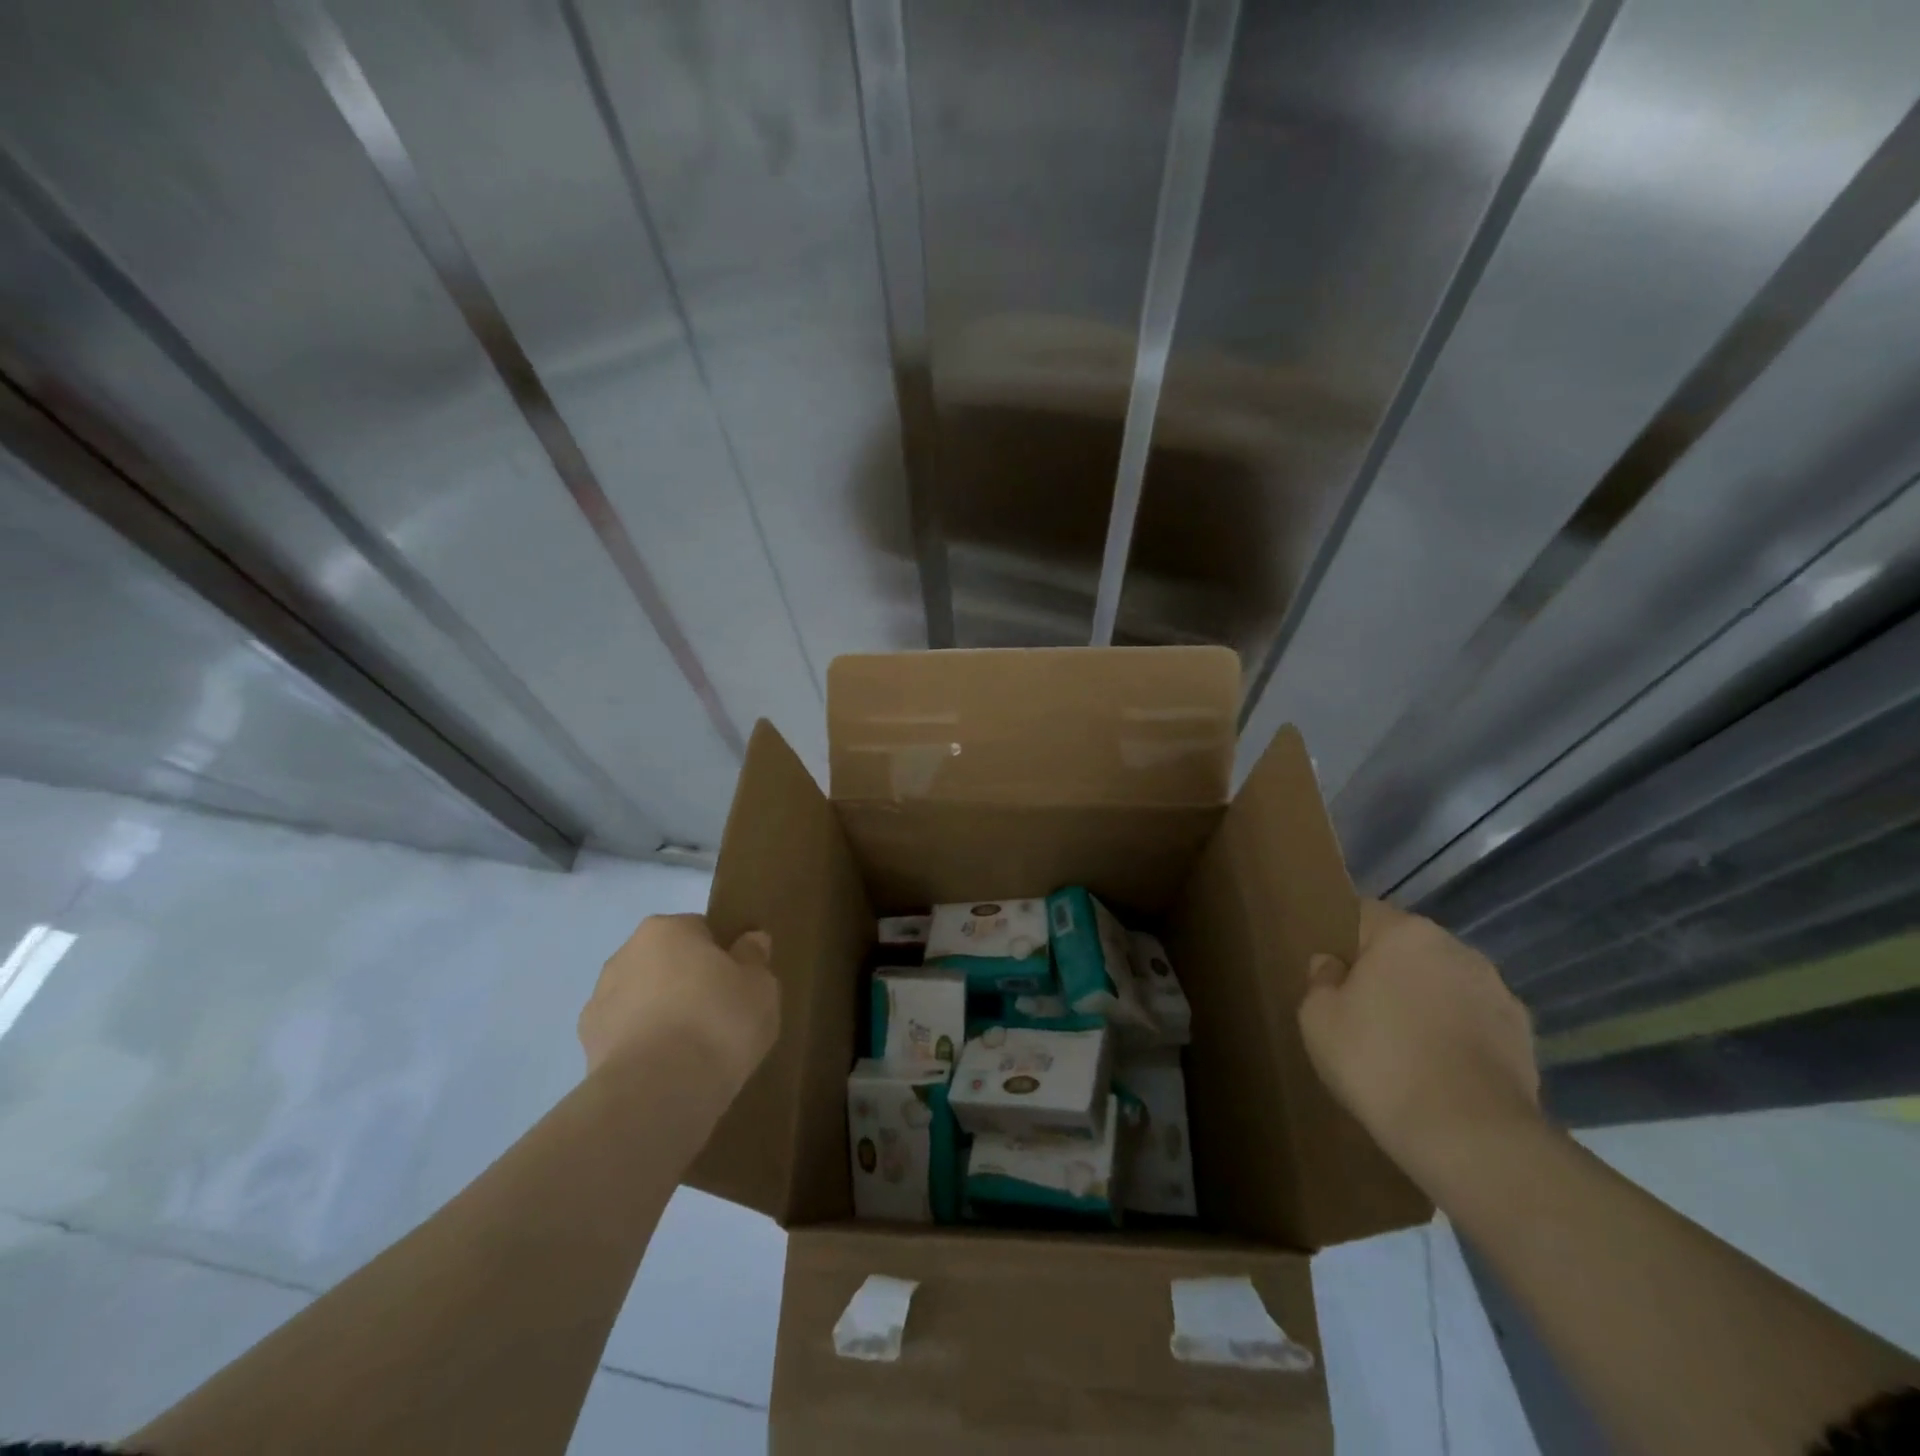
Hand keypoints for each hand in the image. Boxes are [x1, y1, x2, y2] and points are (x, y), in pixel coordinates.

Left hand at [579, 913, 778, 1090]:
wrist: (657, 1093)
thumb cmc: (718, 1022)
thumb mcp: (760, 986)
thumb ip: (754, 958)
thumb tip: (750, 941)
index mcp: (666, 929)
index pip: (700, 930)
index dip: (722, 956)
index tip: (739, 983)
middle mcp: (625, 955)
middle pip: (666, 963)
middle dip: (688, 982)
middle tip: (720, 1014)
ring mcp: (599, 1002)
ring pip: (642, 1000)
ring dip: (662, 1015)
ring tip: (694, 1050)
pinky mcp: (587, 1048)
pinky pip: (627, 1037)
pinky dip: (644, 1048)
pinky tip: (668, 1072)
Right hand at [1298, 899, 1538, 1169]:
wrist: (1470, 1137)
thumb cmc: (1379, 1062)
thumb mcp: (1318, 1018)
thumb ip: (1321, 979)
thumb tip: (1332, 965)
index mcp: (1405, 933)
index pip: (1364, 914)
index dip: (1344, 941)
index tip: (1333, 975)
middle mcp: (1457, 949)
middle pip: (1409, 948)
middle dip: (1388, 972)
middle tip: (1363, 1012)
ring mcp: (1499, 992)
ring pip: (1445, 984)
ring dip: (1427, 1002)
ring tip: (1406, 1046)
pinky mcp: (1525, 1037)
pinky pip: (1475, 1022)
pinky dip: (1458, 1036)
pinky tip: (1440, 1071)